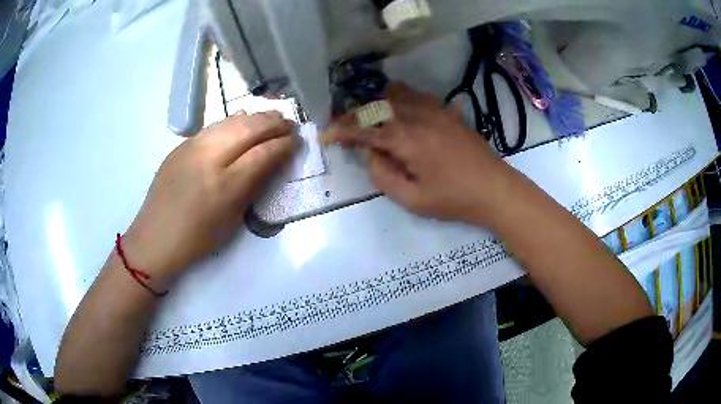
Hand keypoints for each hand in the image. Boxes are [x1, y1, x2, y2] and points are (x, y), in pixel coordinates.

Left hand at [122, 112, 297, 286]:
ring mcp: (192, 148)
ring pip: (230, 121)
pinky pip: (213, 127)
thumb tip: (271, 162)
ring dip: (256, 117)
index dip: (284, 144)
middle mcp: (209, 158)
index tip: (297, 140)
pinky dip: (233, 122)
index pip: (263, 153)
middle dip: (274, 123)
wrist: (156, 238)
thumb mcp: (232, 220)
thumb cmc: (197, 239)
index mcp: (225, 185)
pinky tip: (242, 121)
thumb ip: (252, 187)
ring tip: (272, 117)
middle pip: (249, 129)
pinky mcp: (181, 146)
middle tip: (290, 124)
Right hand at [326, 84, 512, 224]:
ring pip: (398, 94)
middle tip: (344, 126)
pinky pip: (418, 96)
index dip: (344, 131)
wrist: (496, 189)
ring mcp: (436, 111)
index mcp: (409, 140)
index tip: (327, 135)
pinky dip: (401, 99)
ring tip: (369, 116)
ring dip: (378, 103)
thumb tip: (369, 155)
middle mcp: (419, 117)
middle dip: (356, 115)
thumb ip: (384, 177)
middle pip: (379, 106)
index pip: (367, 130)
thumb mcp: (414, 200)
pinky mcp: (448, 112)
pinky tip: (399, 110)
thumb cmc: (455, 200)